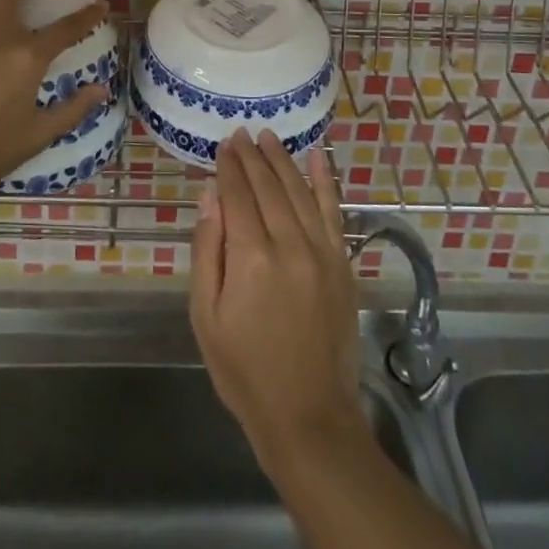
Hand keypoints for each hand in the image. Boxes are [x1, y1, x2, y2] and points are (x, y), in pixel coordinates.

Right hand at [190, 129, 363, 469]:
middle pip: (268, 187)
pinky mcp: (342, 263)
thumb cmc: (244, 369)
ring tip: (269, 137)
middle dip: (253, 157)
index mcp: (251, 259)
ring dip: (282, 160)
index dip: (229, 167)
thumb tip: (211, 194)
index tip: (224, 144)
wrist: (308, 415)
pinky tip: (318, 157)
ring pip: (299, 191)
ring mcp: (321, 252)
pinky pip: (334, 211)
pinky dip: (326, 181)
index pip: (238, 195)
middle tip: (242, 133)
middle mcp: (289, 245)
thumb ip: (207, 249)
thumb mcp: (206, 316)